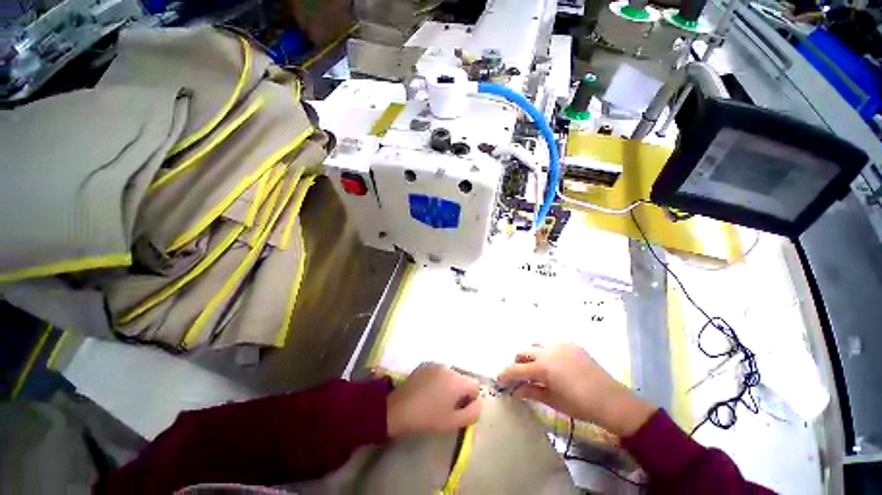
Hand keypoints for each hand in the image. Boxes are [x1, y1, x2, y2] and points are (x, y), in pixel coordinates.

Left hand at [386, 362, 482, 436]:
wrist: (398, 409)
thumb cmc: (428, 418)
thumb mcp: (453, 422)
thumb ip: (472, 412)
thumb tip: (479, 402)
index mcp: (457, 380)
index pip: (475, 385)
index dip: (471, 398)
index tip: (460, 408)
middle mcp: (449, 367)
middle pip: (463, 378)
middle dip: (460, 391)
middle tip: (448, 405)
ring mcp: (436, 363)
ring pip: (451, 374)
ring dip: (449, 384)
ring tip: (437, 398)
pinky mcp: (426, 364)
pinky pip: (439, 371)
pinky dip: (439, 379)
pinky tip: (428, 391)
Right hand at [497, 343, 655, 436]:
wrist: (611, 400)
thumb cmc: (580, 405)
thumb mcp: (553, 401)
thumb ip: (531, 392)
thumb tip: (515, 390)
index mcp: (543, 367)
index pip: (516, 369)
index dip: (505, 374)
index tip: (499, 379)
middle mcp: (547, 351)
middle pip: (523, 352)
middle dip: (518, 363)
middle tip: (521, 377)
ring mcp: (559, 345)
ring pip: (536, 346)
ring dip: (532, 356)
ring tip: (538, 370)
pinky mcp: (570, 343)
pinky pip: (551, 345)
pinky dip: (547, 353)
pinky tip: (555, 365)